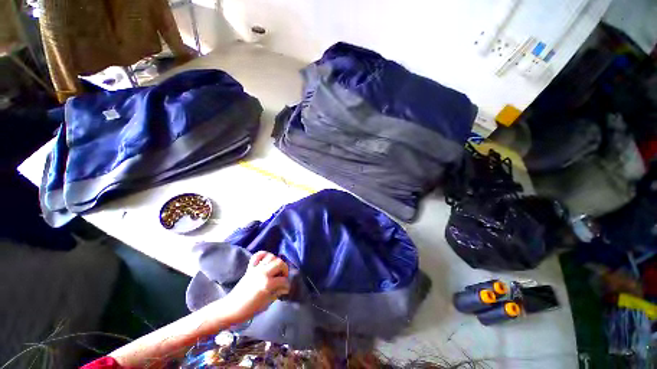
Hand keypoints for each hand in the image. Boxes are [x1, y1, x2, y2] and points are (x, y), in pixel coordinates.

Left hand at [223, 251, 289, 323]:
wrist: (231, 309)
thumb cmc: (249, 310)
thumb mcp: (266, 304)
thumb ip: (276, 293)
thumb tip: (283, 288)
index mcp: (267, 284)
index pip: (283, 280)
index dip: (287, 285)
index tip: (286, 289)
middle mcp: (263, 273)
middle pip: (280, 263)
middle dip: (285, 269)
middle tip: (283, 277)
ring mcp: (256, 269)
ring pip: (271, 257)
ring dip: (276, 261)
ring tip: (276, 269)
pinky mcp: (250, 268)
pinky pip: (258, 255)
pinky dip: (263, 255)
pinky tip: (265, 262)